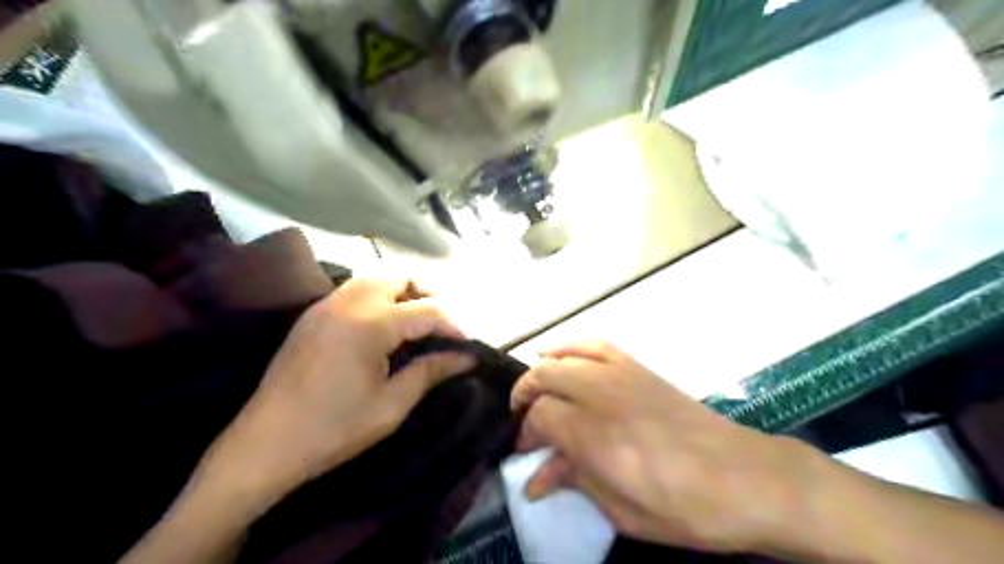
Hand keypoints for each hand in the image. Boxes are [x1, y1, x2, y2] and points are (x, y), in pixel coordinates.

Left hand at [199, 281, 479, 512]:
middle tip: (441, 327)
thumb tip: (467, 356)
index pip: (427, 309)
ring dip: (402, 293)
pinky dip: (379, 298)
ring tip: (416, 325)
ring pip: (376, 278)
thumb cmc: (333, 430)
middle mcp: (348, 302)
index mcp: (370, 324)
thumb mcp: (391, 405)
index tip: (466, 346)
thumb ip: (431, 371)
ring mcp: (326, 305)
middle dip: (428, 295)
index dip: (453, 325)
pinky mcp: (313, 314)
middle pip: (400, 276)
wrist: (263, 446)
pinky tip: (383, 329)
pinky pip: (355, 290)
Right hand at [512, 342, 810, 553]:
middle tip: (523, 422)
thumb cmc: (680, 506)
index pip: (540, 418)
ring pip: (564, 357)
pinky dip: (571, 345)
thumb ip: (573, 482)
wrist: (742, 478)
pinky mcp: (638, 368)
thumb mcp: (620, 510)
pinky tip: (562, 354)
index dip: (527, 435)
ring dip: (543, 369)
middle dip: (525, 396)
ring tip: (535, 388)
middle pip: (544, 378)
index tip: (528, 454)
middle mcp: (599, 394)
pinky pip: (595, 345)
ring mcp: (619, 375)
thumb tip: (535, 481)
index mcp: (592, 434)